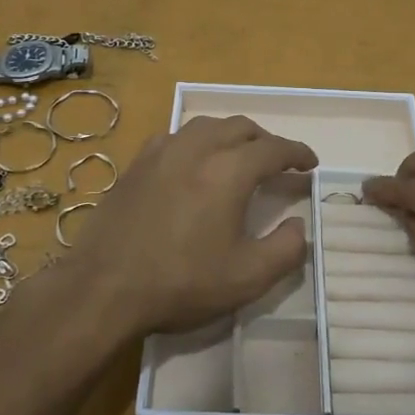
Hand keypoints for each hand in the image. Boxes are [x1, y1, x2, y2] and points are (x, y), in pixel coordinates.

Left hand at [64, 116, 317, 338]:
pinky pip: (176, 136)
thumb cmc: (181, 283)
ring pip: (206, 126)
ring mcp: (161, 152)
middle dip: (266, 141)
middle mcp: (196, 149)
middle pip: (240, 127)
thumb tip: (299, 225)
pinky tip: (193, 162)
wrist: (104, 288)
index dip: (297, 153)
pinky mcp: (136, 164)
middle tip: (278, 163)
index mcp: (228, 171)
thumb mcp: (247, 278)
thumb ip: (286, 249)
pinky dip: (197, 142)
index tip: (310, 164)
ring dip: (231, 136)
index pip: (273, 149)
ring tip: (239, 157)